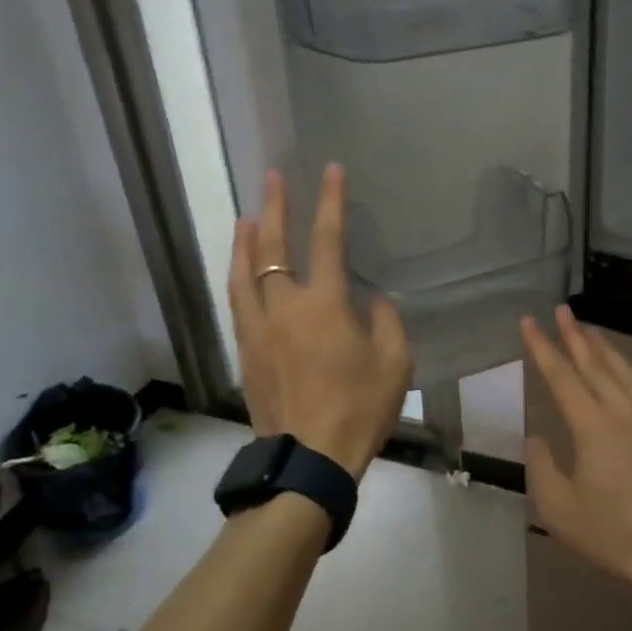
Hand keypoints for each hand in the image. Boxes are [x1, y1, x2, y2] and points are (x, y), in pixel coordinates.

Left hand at [228, 164, 411, 478]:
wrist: (308, 459)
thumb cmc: (359, 409)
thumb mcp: (395, 362)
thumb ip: (385, 321)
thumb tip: (370, 300)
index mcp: (324, 305)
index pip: (326, 240)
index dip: (330, 202)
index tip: (330, 171)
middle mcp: (284, 307)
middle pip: (272, 247)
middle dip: (274, 207)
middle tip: (272, 177)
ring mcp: (258, 329)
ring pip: (242, 272)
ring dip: (244, 239)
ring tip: (246, 216)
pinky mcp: (245, 351)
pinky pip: (236, 301)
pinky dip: (237, 275)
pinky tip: (240, 271)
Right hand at [520, 307, 631, 601]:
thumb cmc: (616, 535)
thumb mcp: (561, 510)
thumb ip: (543, 468)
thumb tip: (537, 438)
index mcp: (593, 426)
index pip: (562, 376)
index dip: (542, 347)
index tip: (529, 321)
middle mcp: (623, 412)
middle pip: (596, 364)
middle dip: (575, 335)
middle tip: (562, 309)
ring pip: (624, 372)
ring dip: (605, 348)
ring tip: (591, 331)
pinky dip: (626, 370)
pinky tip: (623, 374)